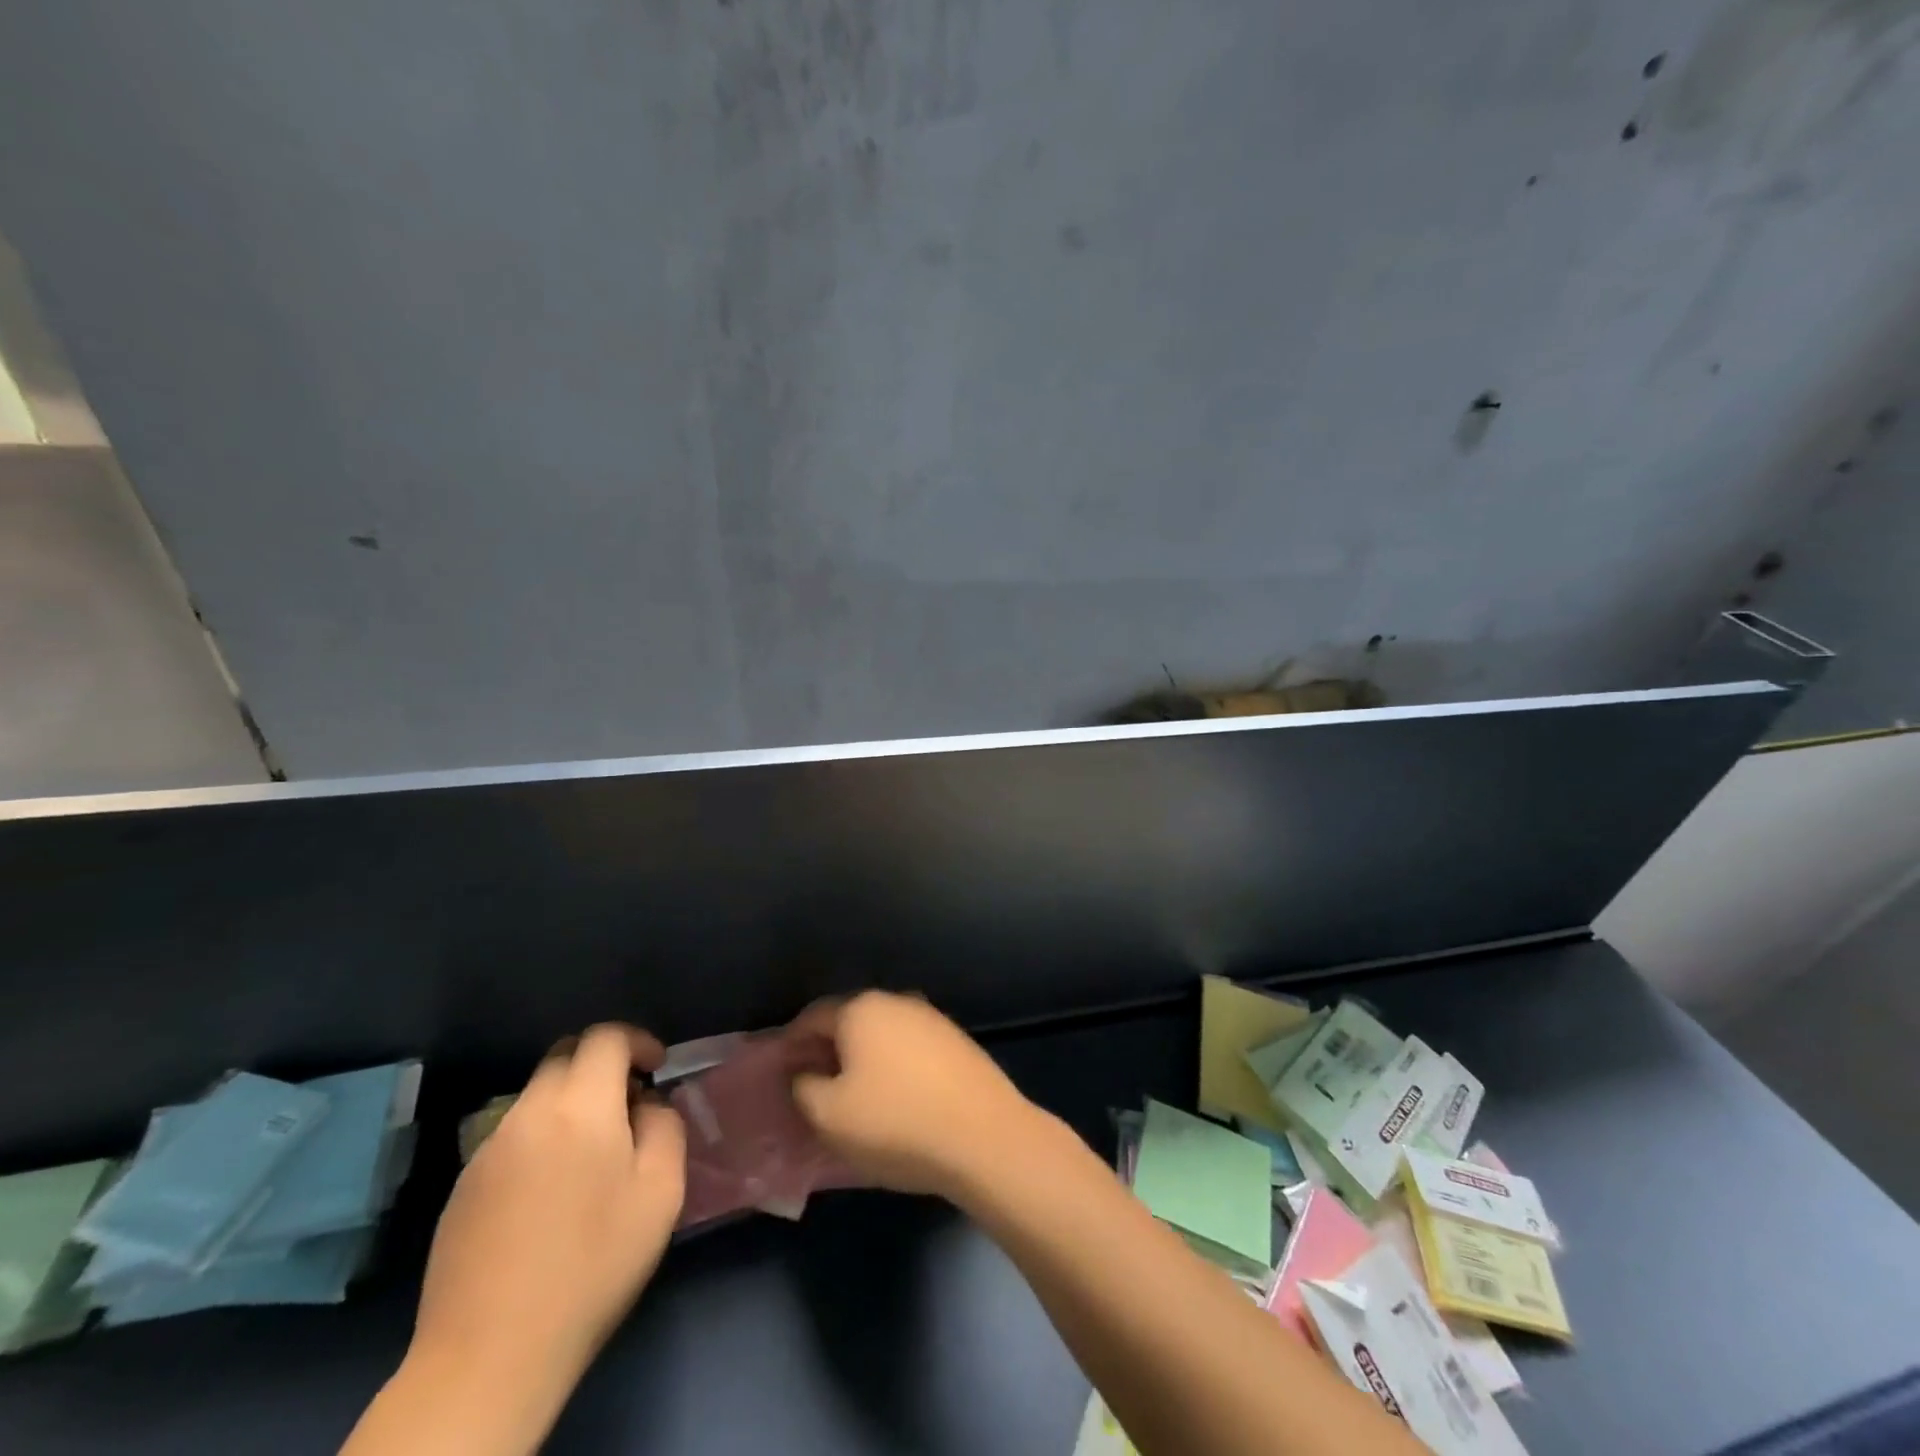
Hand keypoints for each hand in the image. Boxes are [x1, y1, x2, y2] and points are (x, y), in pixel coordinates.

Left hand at [412, 1024, 686, 1389]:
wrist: (490, 1354)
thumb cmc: (593, 1265)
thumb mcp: (661, 1192)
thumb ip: (665, 1127)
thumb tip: (648, 1105)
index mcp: (580, 1106)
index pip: (605, 1036)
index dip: (637, 1041)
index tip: (656, 1069)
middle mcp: (529, 1112)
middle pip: (565, 1054)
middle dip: (602, 1063)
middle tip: (627, 1103)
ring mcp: (489, 1148)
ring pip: (537, 1094)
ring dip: (570, 1101)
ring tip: (592, 1152)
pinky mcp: (464, 1186)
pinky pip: (513, 1134)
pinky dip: (542, 1136)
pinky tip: (551, 1190)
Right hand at [785, 992, 1045, 1203]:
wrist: (984, 1136)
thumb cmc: (896, 1122)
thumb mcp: (829, 1116)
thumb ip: (804, 1089)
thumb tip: (805, 1074)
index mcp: (861, 1009)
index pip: (813, 1017)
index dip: (791, 1044)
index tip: (780, 1071)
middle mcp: (897, 1001)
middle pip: (849, 1021)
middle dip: (827, 1049)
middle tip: (811, 1086)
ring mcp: (932, 1019)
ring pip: (882, 1034)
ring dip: (862, 1058)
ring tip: (852, 1095)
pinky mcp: (957, 1042)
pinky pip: (909, 1049)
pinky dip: (893, 1066)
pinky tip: (894, 1097)